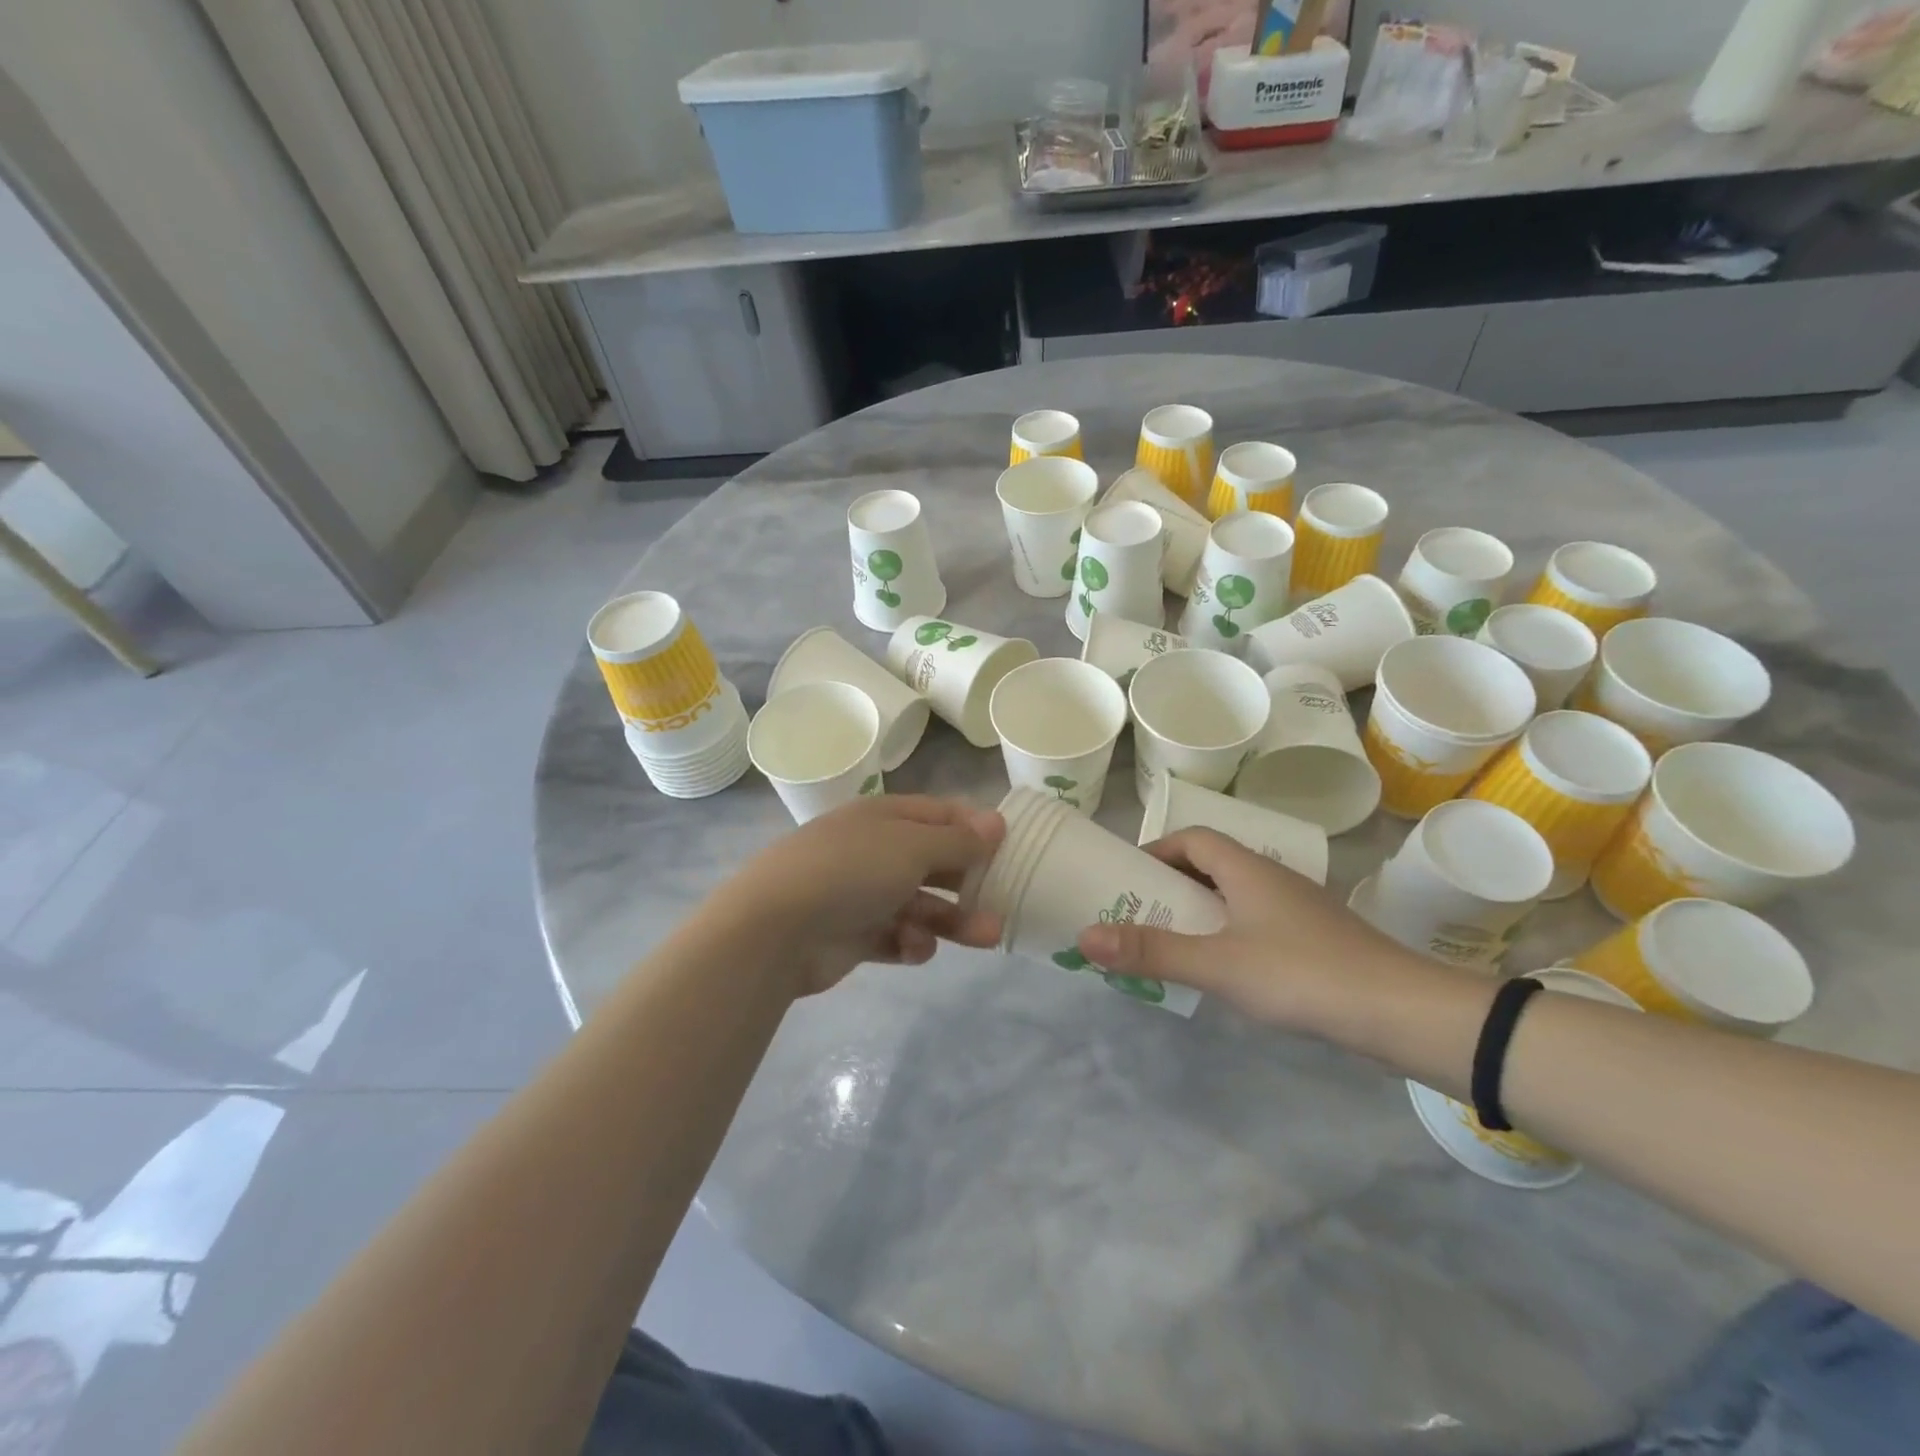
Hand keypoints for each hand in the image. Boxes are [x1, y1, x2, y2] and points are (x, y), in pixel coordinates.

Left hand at [714, 795, 1004, 996]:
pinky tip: (913, 949)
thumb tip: (996, 821)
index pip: (939, 815)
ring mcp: (862, 895)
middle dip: (971, 881)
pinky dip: (910, 944)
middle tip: (1008, 899)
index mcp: (884, 818)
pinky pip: (895, 938)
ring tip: (988, 937)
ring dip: (953, 920)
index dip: (975, 828)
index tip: (1010, 847)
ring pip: (921, 905)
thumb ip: (957, 840)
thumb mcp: (911, 846)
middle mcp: (875, 852)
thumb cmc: (850, 871)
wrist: (774, 928)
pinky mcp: (853, 936)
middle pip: (935, 863)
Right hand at [1076, 828, 1419, 1028]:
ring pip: (1236, 896)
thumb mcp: (1218, 964)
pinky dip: (1228, 933)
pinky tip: (1223, 969)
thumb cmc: (1301, 974)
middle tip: (1139, 913)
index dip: (1157, 850)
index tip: (1128, 878)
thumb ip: (1152, 950)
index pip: (1193, 838)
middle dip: (1172, 884)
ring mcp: (1298, 909)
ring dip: (1200, 911)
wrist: (1403, 1013)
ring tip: (1171, 942)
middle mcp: (1272, 878)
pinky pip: (1257, 923)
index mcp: (1247, 869)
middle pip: (1212, 865)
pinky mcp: (1315, 940)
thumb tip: (1084, 936)